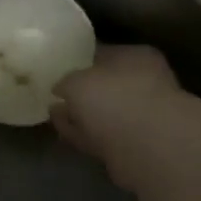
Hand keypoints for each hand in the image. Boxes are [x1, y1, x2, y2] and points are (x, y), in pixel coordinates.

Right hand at [51, 45, 180, 167]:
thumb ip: (66, 82)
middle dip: (83, 91)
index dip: (82, 60)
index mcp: (137, 56)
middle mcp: (144, 83)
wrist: (146, 147)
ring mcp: (141, 116)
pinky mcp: (134, 146)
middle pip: (107, 85)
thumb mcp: (77, 82)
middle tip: (57, 94)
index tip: (60, 67)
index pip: (105, 53)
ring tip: (55, 114)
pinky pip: (102, 135)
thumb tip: (59, 89)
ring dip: (82, 116)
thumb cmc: (114, 98)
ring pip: (105, 112)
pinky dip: (84, 134)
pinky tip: (64, 133)